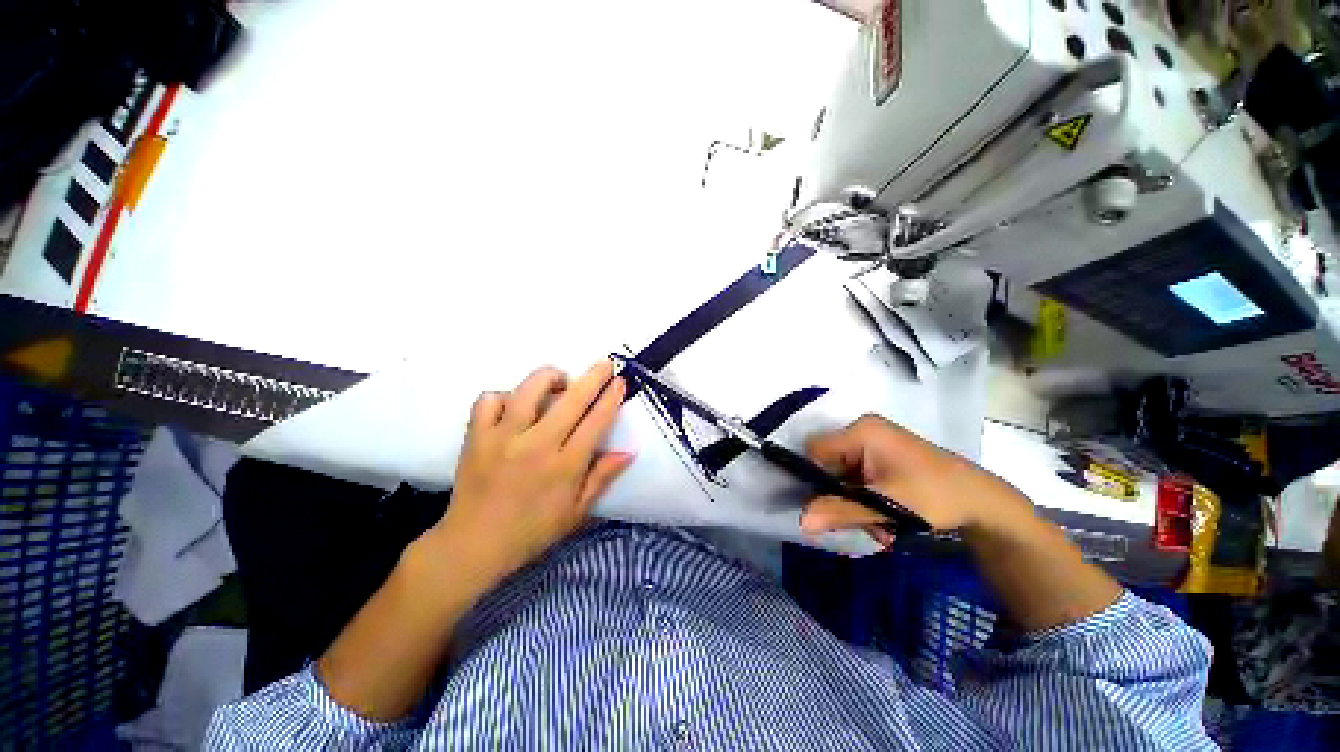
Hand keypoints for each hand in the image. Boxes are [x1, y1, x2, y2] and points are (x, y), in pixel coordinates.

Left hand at [426, 361, 631, 583]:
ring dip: (550, 377)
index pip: (595, 422)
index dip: (610, 398)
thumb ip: (602, 478)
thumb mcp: (576, 512)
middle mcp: (536, 446)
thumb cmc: (531, 531)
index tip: (619, 382)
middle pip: (571, 400)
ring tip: (559, 380)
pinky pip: (489, 400)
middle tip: (605, 364)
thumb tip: (628, 452)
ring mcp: (503, 438)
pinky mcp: (476, 436)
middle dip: (593, 377)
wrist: (472, 545)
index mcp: (564, 466)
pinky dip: (504, 395)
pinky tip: (513, 404)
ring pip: (529, 390)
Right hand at [801, 415, 1026, 544]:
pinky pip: (858, 477)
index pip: (815, 450)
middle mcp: (864, 431)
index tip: (827, 505)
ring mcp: (874, 443)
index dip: (814, 477)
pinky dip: (865, 499)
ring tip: (880, 523)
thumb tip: (801, 520)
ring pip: (843, 474)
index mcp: (862, 431)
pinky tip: (885, 517)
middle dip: (839, 495)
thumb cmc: (935, 497)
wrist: (984, 503)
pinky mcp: (883, 457)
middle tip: (861, 519)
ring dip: (854, 501)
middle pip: (828, 463)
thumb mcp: (886, 506)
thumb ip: (840, 510)